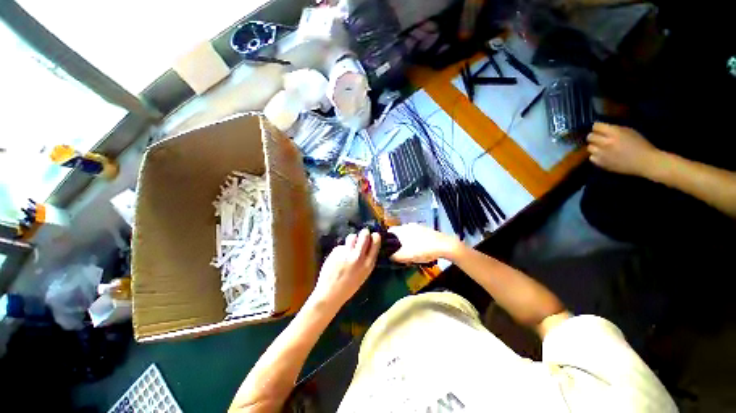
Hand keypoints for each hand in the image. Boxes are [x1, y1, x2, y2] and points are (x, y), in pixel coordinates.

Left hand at [309, 229, 380, 307]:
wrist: (330, 294)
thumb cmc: (348, 287)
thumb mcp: (363, 275)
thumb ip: (366, 260)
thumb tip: (368, 246)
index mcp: (368, 264)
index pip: (375, 243)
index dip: (375, 237)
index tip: (374, 235)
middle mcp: (358, 256)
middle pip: (364, 235)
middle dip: (364, 233)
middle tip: (363, 234)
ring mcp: (346, 253)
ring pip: (352, 236)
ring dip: (352, 239)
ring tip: (349, 245)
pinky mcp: (336, 251)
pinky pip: (341, 245)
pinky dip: (341, 249)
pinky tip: (338, 257)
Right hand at [388, 224, 460, 262]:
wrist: (444, 246)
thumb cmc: (422, 250)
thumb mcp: (405, 256)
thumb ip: (393, 256)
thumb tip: (387, 257)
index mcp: (402, 229)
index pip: (389, 232)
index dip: (386, 240)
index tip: (385, 248)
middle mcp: (408, 225)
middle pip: (397, 234)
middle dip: (396, 242)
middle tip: (397, 252)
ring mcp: (418, 227)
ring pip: (406, 235)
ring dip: (405, 242)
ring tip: (407, 252)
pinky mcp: (426, 230)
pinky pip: (415, 236)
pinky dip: (413, 242)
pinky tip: (417, 249)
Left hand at [587, 122, 661, 177]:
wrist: (645, 162)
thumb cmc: (640, 145)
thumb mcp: (629, 131)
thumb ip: (614, 129)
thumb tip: (603, 129)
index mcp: (614, 133)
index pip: (596, 126)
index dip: (597, 127)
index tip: (599, 129)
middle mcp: (606, 143)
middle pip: (590, 137)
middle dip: (594, 136)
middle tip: (599, 138)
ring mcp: (602, 154)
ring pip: (589, 147)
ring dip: (594, 146)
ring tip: (602, 148)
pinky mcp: (601, 163)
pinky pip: (591, 157)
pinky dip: (596, 156)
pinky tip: (603, 155)